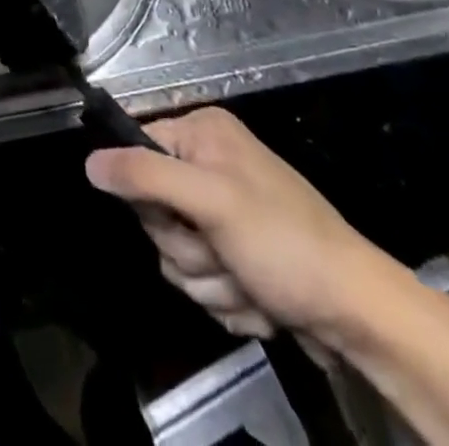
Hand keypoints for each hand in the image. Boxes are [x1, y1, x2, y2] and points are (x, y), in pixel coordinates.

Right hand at [87, 107, 404, 346]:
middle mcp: (208, 164)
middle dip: (187, 249)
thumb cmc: (284, 243)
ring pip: (176, 254)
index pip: (136, 152)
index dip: (149, 196)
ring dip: (209, 281)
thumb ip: (145, 177)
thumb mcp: (211, 202)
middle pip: (153, 212)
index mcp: (202, 134)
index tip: (180, 218)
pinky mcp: (236, 255)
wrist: (360, 314)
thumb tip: (88, 162)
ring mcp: (223, 213)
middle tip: (222, 254)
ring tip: (250, 283)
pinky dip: (228, 298)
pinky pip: (202, 280)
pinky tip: (260, 301)